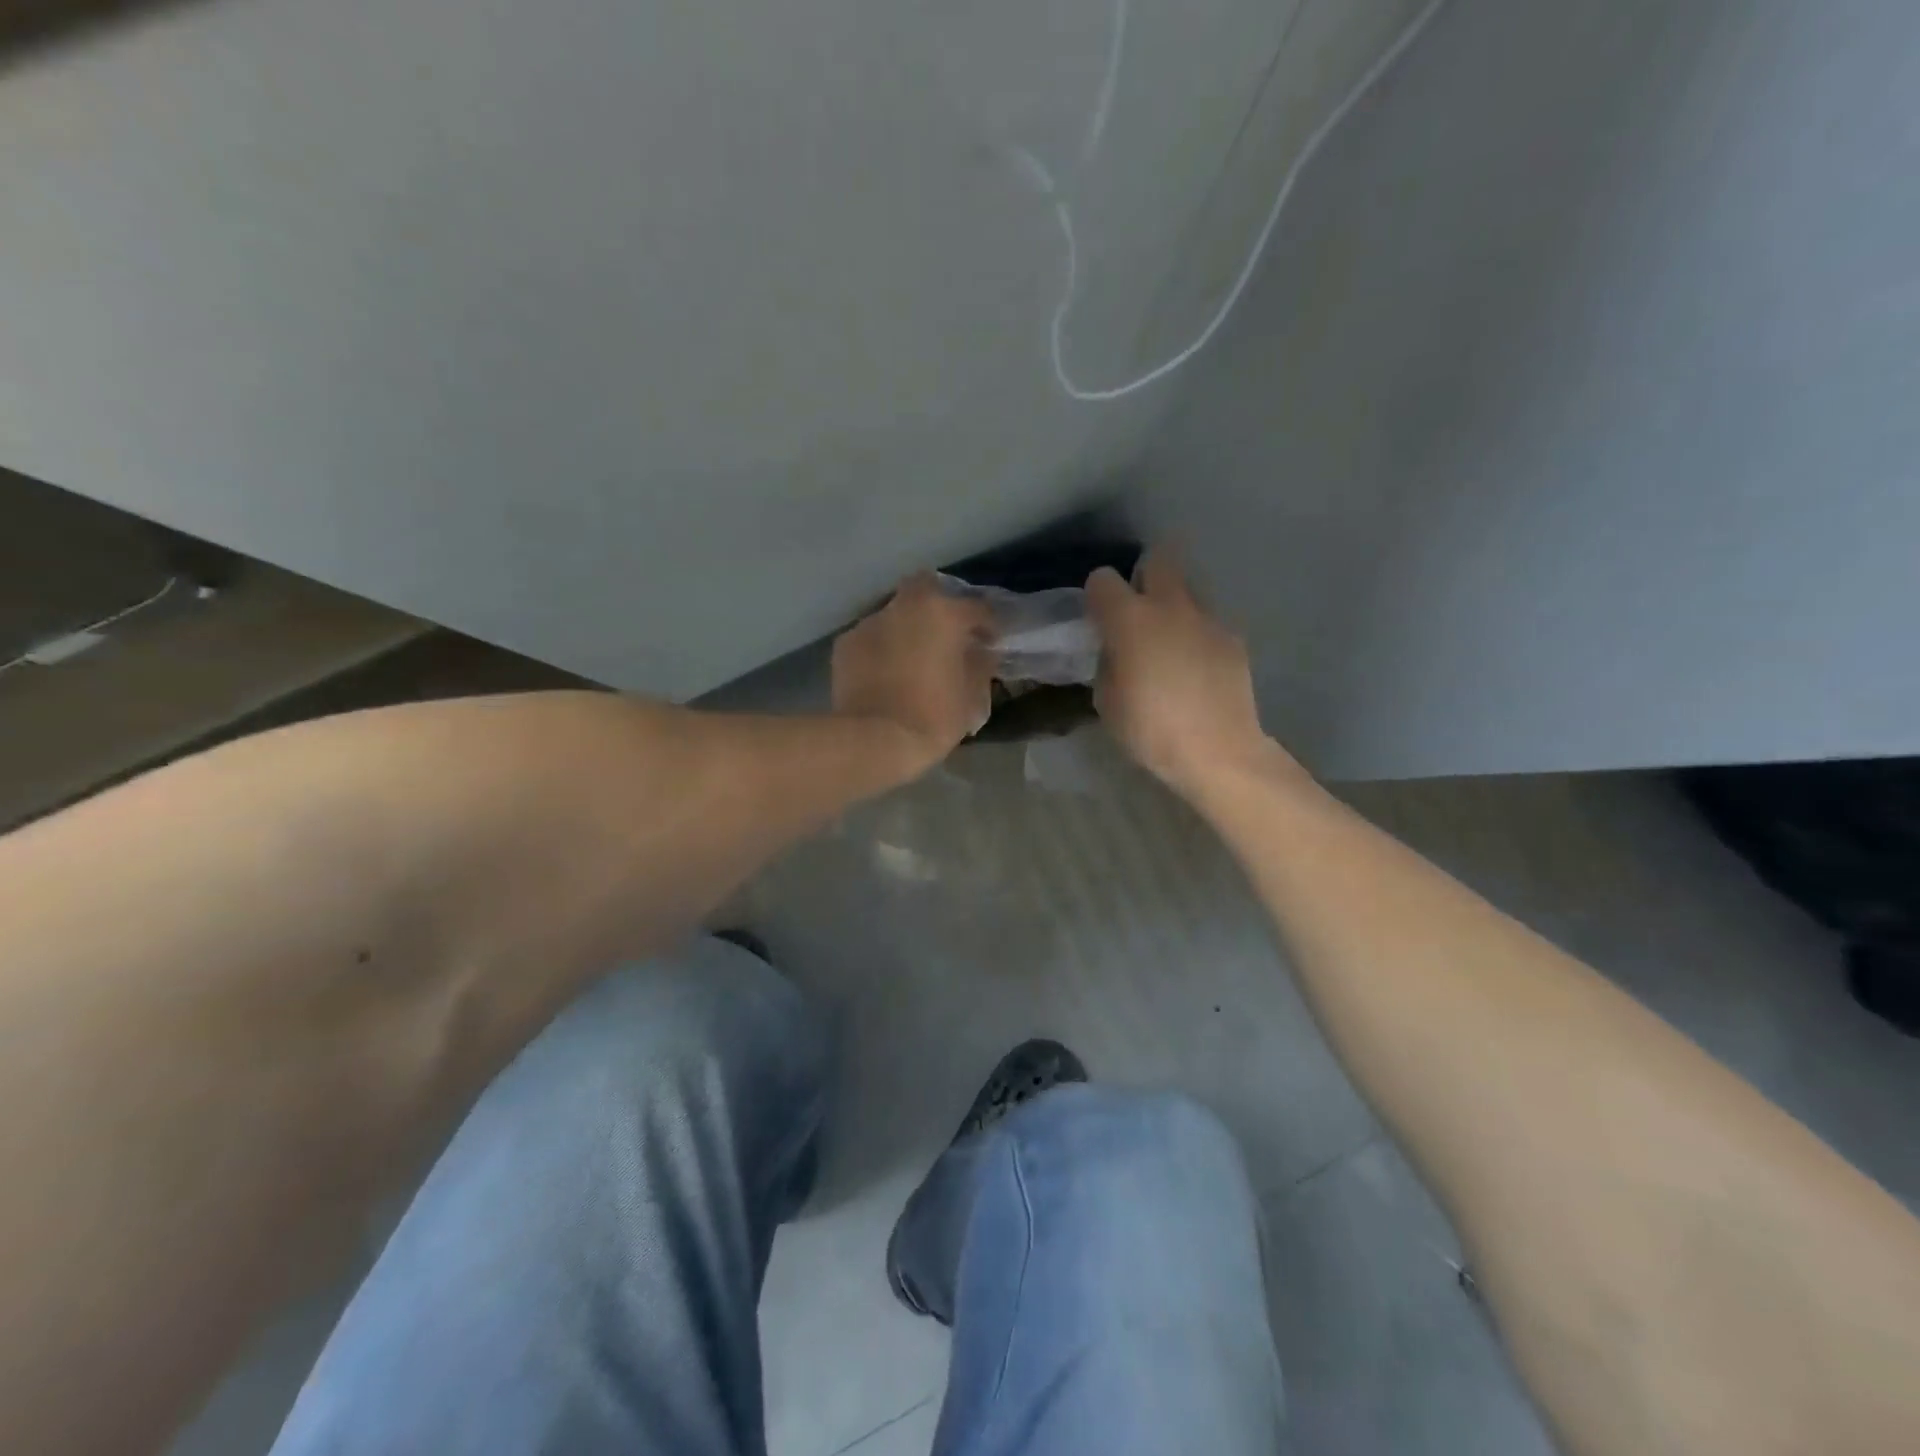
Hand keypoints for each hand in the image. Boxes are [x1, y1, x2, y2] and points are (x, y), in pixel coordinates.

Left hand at [832, 573, 993, 774]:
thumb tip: (981, 652)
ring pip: (895, 614)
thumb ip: (980, 665)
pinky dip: (882, 648)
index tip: (991, 642)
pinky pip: (872, 638)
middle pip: (926, 589)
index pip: (977, 608)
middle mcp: (905, 607)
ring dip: (907, 629)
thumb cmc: (932, 717)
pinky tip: (885, 673)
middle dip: (939, 606)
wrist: (873, 740)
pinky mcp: (845, 644)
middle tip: (946, 635)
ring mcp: (870, 623)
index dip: (988, 625)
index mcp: (943, 614)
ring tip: (912, 657)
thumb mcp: (970, 696)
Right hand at [1086, 551, 1288, 796]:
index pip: (1103, 579)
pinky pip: (1207, 622)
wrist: (1218, 751)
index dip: (1097, 595)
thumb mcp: (1107, 701)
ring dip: (1173, 605)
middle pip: (1158, 559)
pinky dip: (1197, 634)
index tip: (1098, 618)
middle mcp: (1170, 606)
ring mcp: (1207, 619)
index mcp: (1129, 619)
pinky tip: (1195, 667)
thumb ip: (1108, 663)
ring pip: (1187, 589)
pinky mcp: (1232, 638)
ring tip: (1169, 641)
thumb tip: (1117, 651)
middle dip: (1144, 575)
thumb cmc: (1150, 730)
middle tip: (1137, 609)